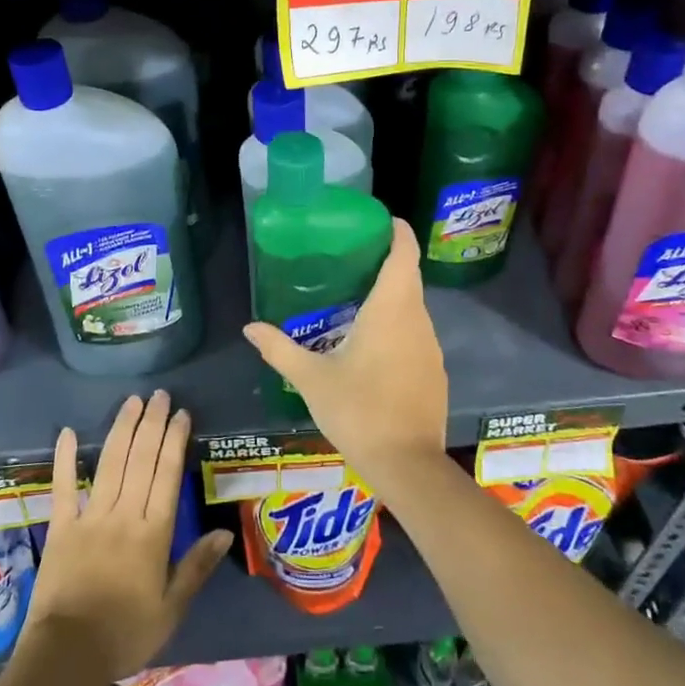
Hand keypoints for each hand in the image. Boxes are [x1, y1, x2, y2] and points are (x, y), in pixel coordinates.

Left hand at [21, 391, 232, 680]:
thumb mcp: (171, 609)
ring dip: (122, 429)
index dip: (175, 440)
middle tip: (160, 395)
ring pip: (110, 463)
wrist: (67, 656)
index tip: (182, 414)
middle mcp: (124, 515)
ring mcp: (90, 517)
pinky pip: (63, 487)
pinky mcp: (61, 527)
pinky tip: (67, 432)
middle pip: (141, 460)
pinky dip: (65, 458)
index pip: (168, 475)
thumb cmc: (125, 634)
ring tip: (132, 401)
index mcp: (154, 533)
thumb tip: (224, 532)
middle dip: (153, 424)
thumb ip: (196, 567)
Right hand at [241, 218, 447, 498]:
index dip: (397, 231)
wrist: (408, 465)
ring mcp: (431, 346)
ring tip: (356, 296)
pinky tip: (373, 343)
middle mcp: (417, 320)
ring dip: (391, 295)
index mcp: (391, 309)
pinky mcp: (435, 371)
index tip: (380, 220)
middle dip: (386, 261)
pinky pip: (416, 333)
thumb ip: (280, 349)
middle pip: (408, 277)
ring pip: (412, 307)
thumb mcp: (311, 379)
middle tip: (351, 256)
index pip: (403, 254)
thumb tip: (249, 327)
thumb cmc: (358, 411)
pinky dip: (398, 324)